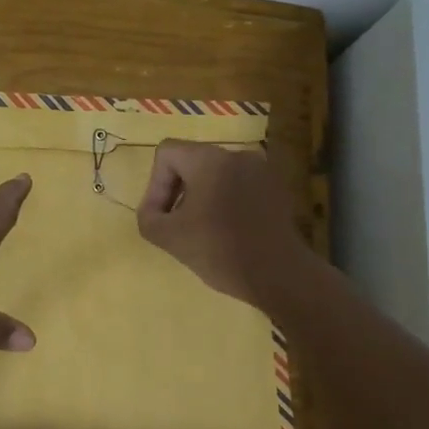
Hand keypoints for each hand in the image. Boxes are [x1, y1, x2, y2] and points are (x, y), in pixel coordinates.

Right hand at [136, 140, 305, 305]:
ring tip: (202, 231)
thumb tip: (154, 211)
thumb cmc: (220, 250)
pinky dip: (226, 202)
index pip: (167, 153)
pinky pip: (239, 186)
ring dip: (201, 198)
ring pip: (216, 175)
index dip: (155, 184)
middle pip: (192, 162)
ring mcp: (261, 171)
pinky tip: (228, 232)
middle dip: (177, 191)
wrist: (279, 275)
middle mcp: (237, 155)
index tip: (161, 217)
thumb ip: (148, 217)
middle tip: (176, 225)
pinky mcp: (276, 189)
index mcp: (209, 159)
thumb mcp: (168, 237)